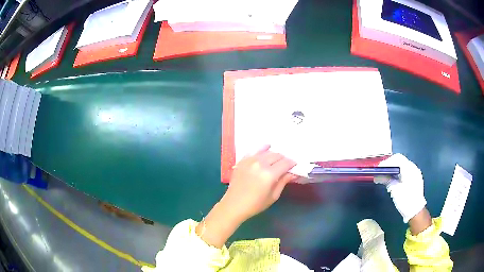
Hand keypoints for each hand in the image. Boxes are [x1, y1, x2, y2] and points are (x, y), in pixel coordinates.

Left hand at [221, 145, 296, 222]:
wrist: (234, 205)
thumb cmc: (255, 204)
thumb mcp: (273, 196)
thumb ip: (283, 182)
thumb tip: (293, 173)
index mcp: (269, 174)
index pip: (285, 163)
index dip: (292, 163)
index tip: (295, 165)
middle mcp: (260, 164)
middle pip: (277, 155)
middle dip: (284, 159)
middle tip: (286, 165)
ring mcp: (250, 161)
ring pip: (267, 152)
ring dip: (274, 154)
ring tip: (277, 160)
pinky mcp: (242, 161)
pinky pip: (254, 150)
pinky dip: (262, 148)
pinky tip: (267, 147)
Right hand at [375, 154, 426, 222]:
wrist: (416, 211)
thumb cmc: (406, 201)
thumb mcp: (395, 191)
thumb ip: (387, 180)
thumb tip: (378, 176)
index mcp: (409, 169)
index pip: (397, 159)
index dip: (387, 162)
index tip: (378, 169)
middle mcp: (413, 168)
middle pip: (399, 160)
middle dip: (389, 165)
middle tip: (380, 172)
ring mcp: (415, 173)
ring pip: (402, 165)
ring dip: (393, 169)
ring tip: (384, 177)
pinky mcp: (414, 178)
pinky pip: (405, 171)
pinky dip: (397, 173)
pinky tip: (392, 180)